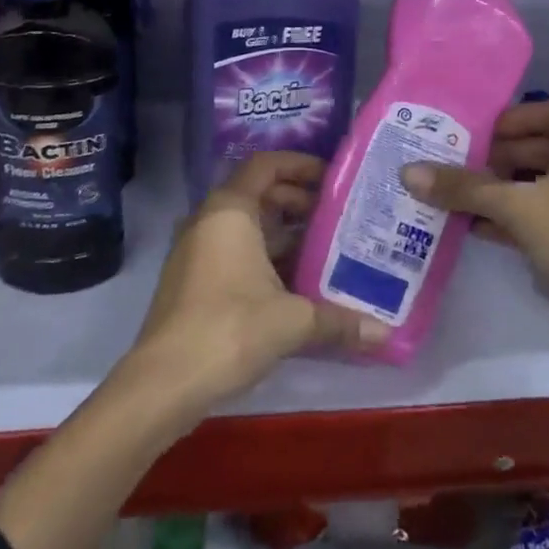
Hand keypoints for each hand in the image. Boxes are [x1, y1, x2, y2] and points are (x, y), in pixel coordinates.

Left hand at [125, 151, 385, 418]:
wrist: (163, 383)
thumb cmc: (229, 330)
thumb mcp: (291, 321)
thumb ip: (338, 321)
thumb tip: (385, 333)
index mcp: (230, 210)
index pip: (266, 165)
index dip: (300, 165)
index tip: (332, 179)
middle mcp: (209, 219)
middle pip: (257, 193)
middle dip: (296, 201)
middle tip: (335, 218)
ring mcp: (196, 249)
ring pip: (245, 225)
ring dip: (281, 233)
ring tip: (323, 250)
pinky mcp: (191, 279)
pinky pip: (233, 250)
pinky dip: (262, 255)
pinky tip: (293, 283)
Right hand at [402, 99, 548, 311]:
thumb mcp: (514, 207)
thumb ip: (463, 187)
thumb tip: (408, 172)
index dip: (510, 120)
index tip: (476, 135)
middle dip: (503, 160)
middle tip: (464, 168)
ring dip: (510, 192)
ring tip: (467, 200)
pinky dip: (527, 218)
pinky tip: (486, 230)